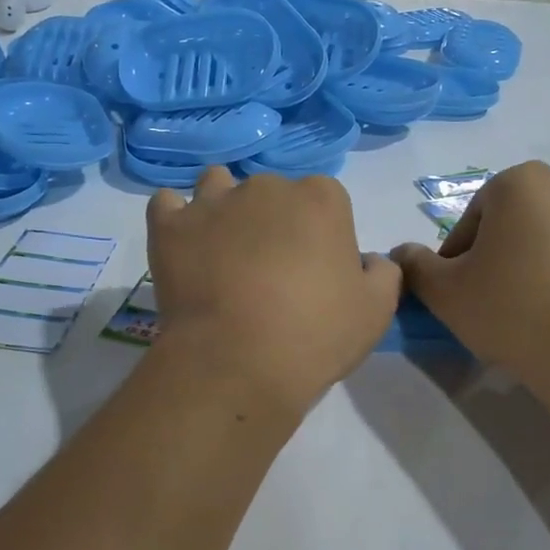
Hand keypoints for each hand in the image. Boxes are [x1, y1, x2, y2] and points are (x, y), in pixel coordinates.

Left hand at [147, 168, 401, 416]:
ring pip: (219, 186)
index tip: (315, 271)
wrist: (236, 363)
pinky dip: (176, 219)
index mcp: (321, 199)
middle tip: (270, 271)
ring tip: (223, 251)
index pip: (325, 201)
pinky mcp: (170, 225)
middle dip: (273, 222)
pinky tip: (184, 244)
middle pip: (272, 193)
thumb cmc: (314, 335)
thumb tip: (368, 260)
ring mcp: (213, 202)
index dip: (321, 234)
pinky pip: (168, 204)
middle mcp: (267, 187)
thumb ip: (382, 273)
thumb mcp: (376, 311)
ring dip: (223, 208)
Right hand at [390, 161, 549, 395]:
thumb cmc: (515, 311)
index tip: (459, 296)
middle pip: (515, 226)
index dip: (457, 261)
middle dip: (499, 260)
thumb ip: (415, 267)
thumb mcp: (445, 293)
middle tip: (491, 306)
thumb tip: (402, 254)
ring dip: (537, 270)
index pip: (472, 221)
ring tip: (531, 317)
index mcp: (521, 183)